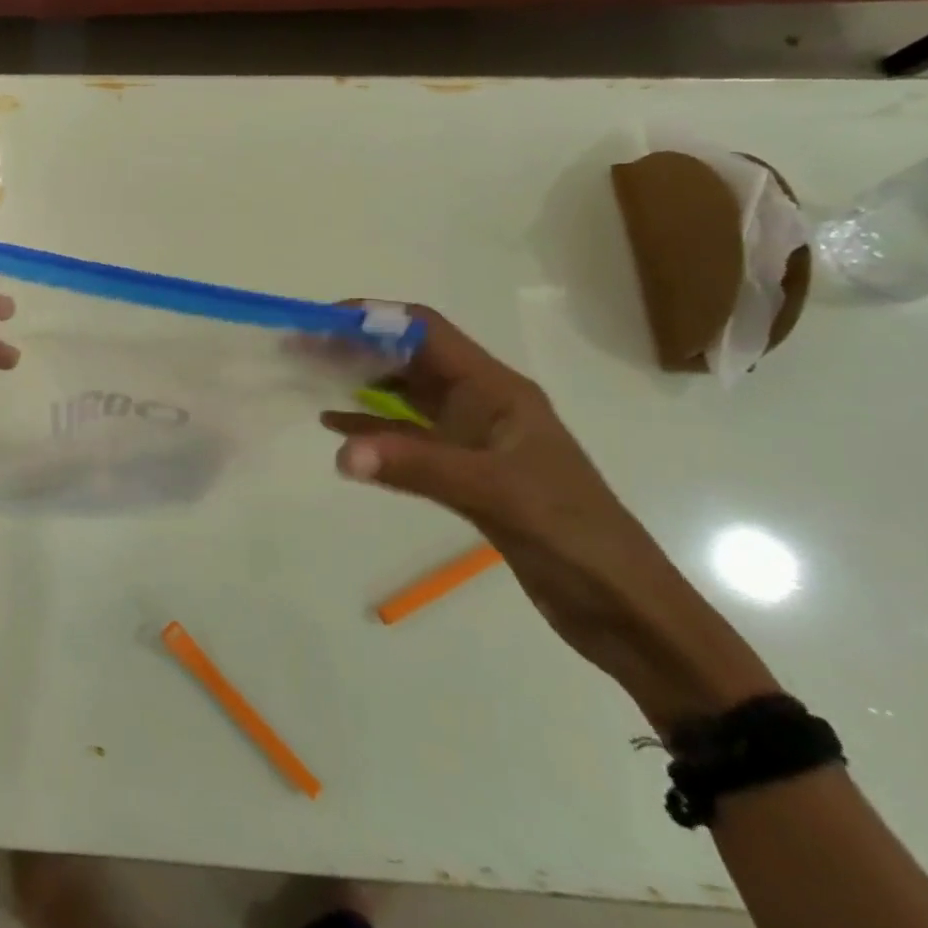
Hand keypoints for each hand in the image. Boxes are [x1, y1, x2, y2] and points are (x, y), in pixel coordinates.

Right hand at [323, 308, 776, 733]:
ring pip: (405, 396)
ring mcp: (473, 439)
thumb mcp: (496, 494)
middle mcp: (482, 403)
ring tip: (309, 380)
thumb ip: (417, 467)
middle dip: (356, 348)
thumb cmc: (573, 536)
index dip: (374, 317)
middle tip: (301, 351)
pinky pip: (407, 438)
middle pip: (409, 358)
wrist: (625, 610)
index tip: (321, 322)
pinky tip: (337, 430)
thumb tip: (340, 451)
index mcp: (496, 390)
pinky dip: (371, 429)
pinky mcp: (465, 473)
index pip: (426, 331)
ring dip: (360, 384)